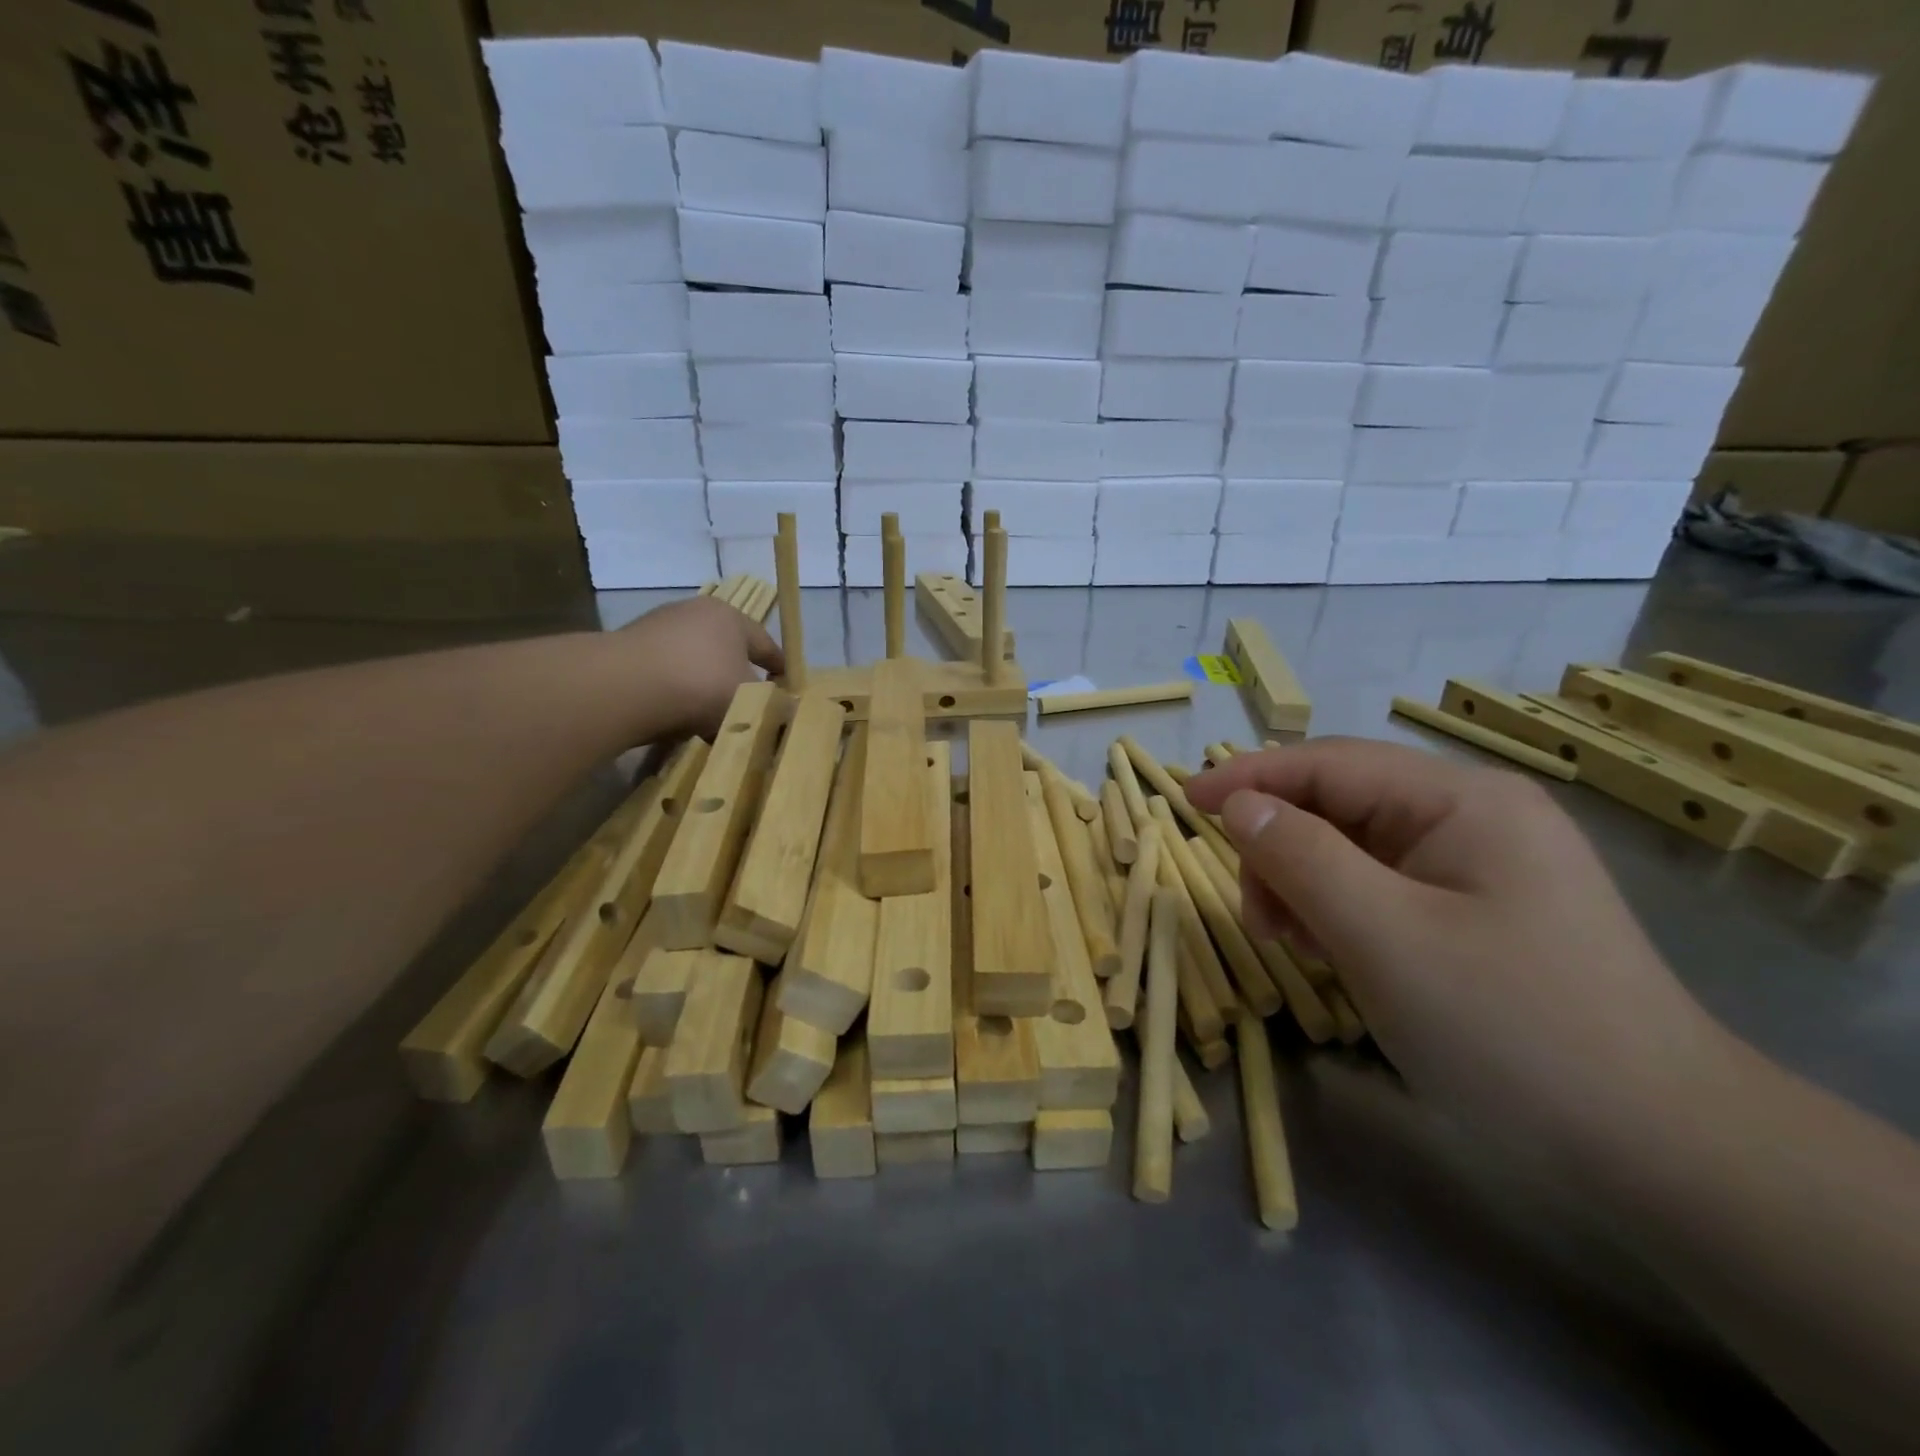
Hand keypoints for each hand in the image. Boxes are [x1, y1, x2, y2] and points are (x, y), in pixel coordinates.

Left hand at [613, 597, 784, 740]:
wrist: (626, 688)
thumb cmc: (703, 684)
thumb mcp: (749, 699)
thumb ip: (767, 703)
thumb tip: (772, 709)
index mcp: (730, 617)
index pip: (765, 643)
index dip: (779, 666)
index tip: (787, 684)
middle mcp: (693, 613)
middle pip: (725, 649)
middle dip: (736, 675)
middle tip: (747, 702)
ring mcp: (656, 629)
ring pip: (692, 662)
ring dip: (702, 686)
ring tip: (709, 717)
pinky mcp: (628, 651)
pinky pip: (664, 676)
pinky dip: (674, 693)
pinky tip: (676, 717)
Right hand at [1187, 739, 1728, 1161]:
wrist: (1663, 1153)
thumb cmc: (1512, 1030)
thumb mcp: (1384, 937)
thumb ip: (1301, 857)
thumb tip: (1239, 805)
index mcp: (1462, 800)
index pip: (1329, 763)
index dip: (1249, 776)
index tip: (1184, 799)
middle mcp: (1473, 817)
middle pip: (1340, 805)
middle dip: (1282, 848)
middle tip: (1257, 916)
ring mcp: (1480, 866)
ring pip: (1355, 849)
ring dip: (1305, 884)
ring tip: (1292, 942)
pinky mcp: (1479, 912)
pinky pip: (1382, 888)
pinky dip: (1340, 911)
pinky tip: (1330, 951)